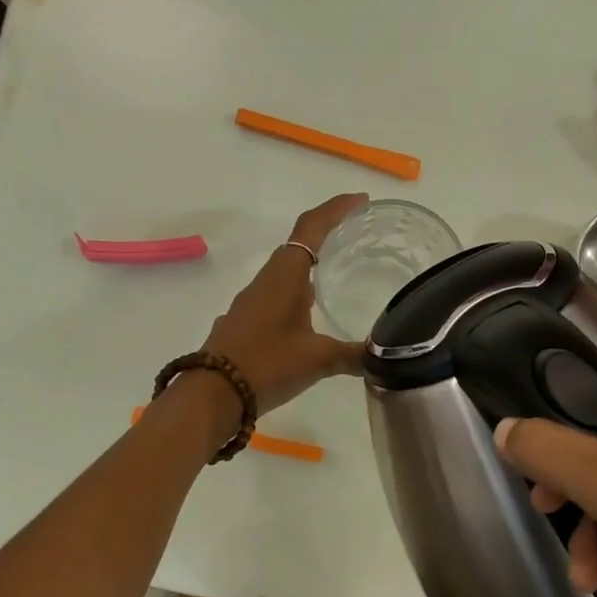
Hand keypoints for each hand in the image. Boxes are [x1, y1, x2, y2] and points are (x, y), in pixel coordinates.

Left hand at [200, 193, 367, 414]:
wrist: (213, 394)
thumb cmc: (268, 364)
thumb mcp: (318, 359)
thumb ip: (353, 355)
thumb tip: (383, 357)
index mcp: (285, 275)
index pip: (312, 227)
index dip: (337, 210)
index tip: (361, 202)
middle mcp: (266, 281)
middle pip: (298, 247)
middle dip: (326, 238)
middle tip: (356, 240)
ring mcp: (250, 302)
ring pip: (284, 275)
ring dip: (309, 270)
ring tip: (337, 279)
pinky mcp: (242, 324)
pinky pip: (274, 298)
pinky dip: (295, 296)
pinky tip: (308, 320)